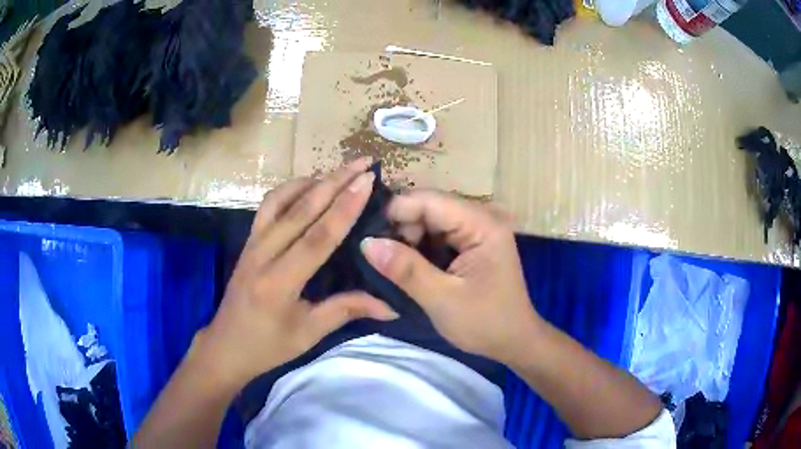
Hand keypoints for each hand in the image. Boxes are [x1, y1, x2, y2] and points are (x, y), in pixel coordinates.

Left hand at [195, 159, 397, 389]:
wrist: (225, 346)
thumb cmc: (268, 346)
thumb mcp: (309, 333)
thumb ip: (347, 310)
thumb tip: (390, 304)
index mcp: (280, 282)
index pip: (318, 236)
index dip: (345, 207)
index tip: (367, 181)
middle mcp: (263, 255)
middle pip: (301, 209)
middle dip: (335, 182)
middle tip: (362, 163)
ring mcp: (252, 244)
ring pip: (281, 201)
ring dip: (311, 181)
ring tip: (338, 171)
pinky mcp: (247, 242)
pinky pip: (267, 207)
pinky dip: (288, 191)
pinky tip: (306, 187)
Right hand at [361, 190, 540, 363]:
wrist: (514, 341)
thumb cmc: (485, 323)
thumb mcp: (442, 299)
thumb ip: (405, 269)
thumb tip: (366, 242)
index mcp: (482, 224)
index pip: (429, 200)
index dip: (395, 213)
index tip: (368, 238)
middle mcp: (481, 217)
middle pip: (429, 206)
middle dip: (401, 228)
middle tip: (381, 258)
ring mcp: (477, 229)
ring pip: (430, 220)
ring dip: (408, 239)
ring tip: (391, 264)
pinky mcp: (472, 242)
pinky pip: (438, 234)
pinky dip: (419, 247)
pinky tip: (408, 265)